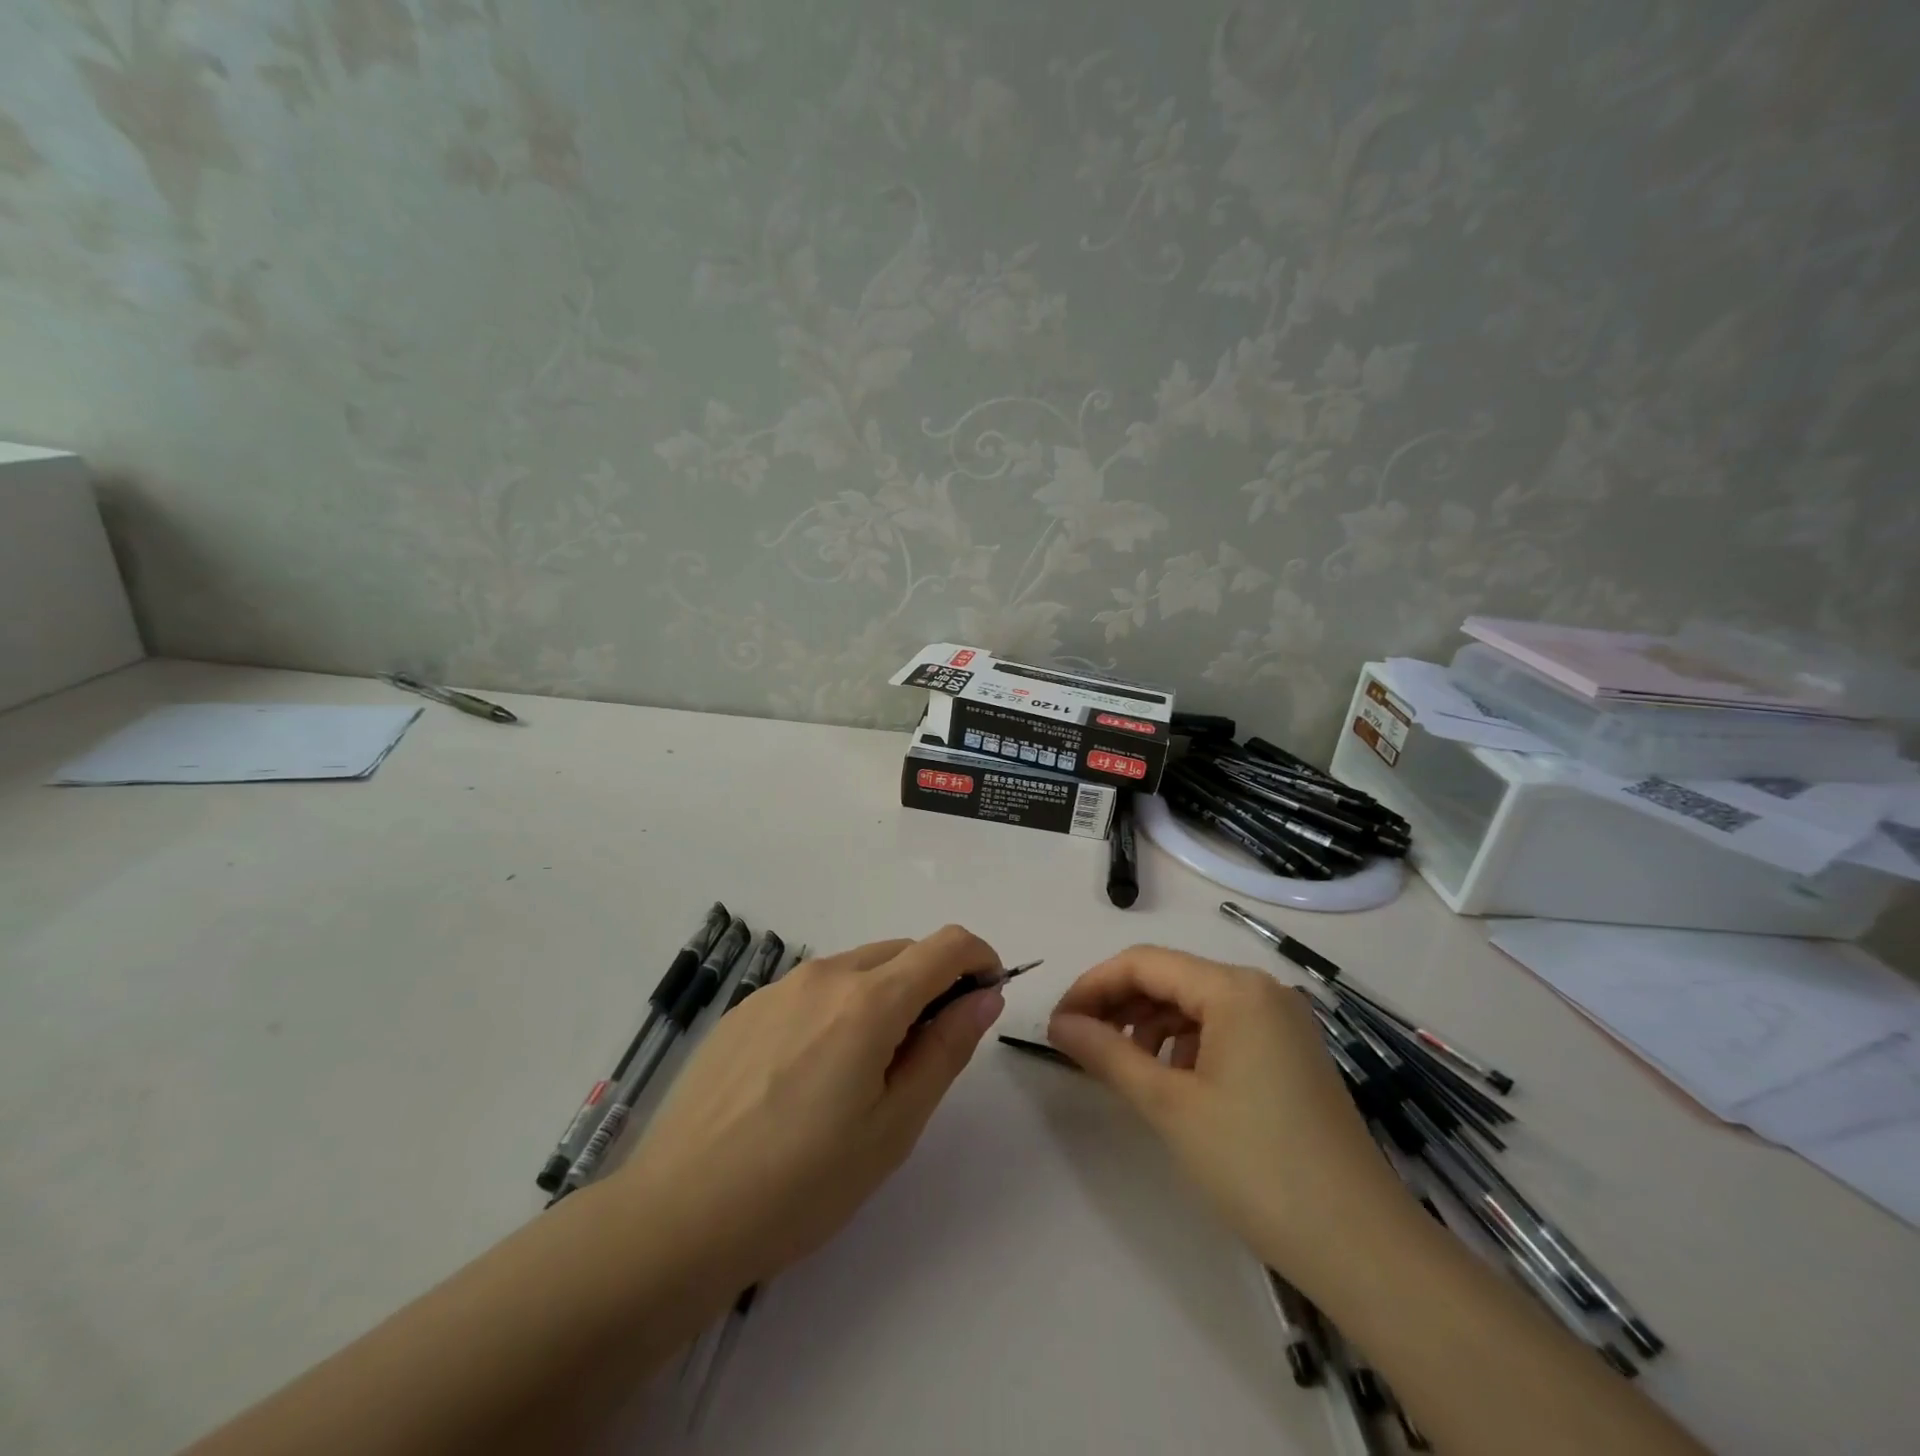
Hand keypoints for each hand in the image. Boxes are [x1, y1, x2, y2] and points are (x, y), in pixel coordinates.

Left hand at [611, 927, 1006, 1289]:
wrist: (676, 1215)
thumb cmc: (801, 1183)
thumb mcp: (894, 1126)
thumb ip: (946, 1048)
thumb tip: (984, 996)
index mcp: (869, 1000)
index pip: (947, 945)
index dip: (980, 961)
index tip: (984, 1000)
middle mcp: (825, 974)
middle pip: (902, 952)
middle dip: (933, 983)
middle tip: (925, 1054)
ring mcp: (778, 987)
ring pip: (857, 968)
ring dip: (884, 996)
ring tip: (864, 1073)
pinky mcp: (745, 1008)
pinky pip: (813, 989)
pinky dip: (838, 1008)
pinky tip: (809, 1075)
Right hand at [1048, 946, 1411, 1277]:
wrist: (1362, 1248)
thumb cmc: (1256, 1166)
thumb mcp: (1169, 1105)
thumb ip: (1107, 1053)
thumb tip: (1059, 1024)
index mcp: (1235, 988)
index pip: (1144, 963)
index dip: (1093, 986)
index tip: (1057, 1023)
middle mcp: (1261, 990)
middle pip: (1171, 977)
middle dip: (1119, 1004)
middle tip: (1079, 1043)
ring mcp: (1282, 1021)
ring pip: (1195, 1003)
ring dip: (1149, 1023)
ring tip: (1121, 1064)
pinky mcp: (1291, 1052)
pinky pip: (1223, 1028)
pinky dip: (1185, 1043)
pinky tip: (1171, 1079)